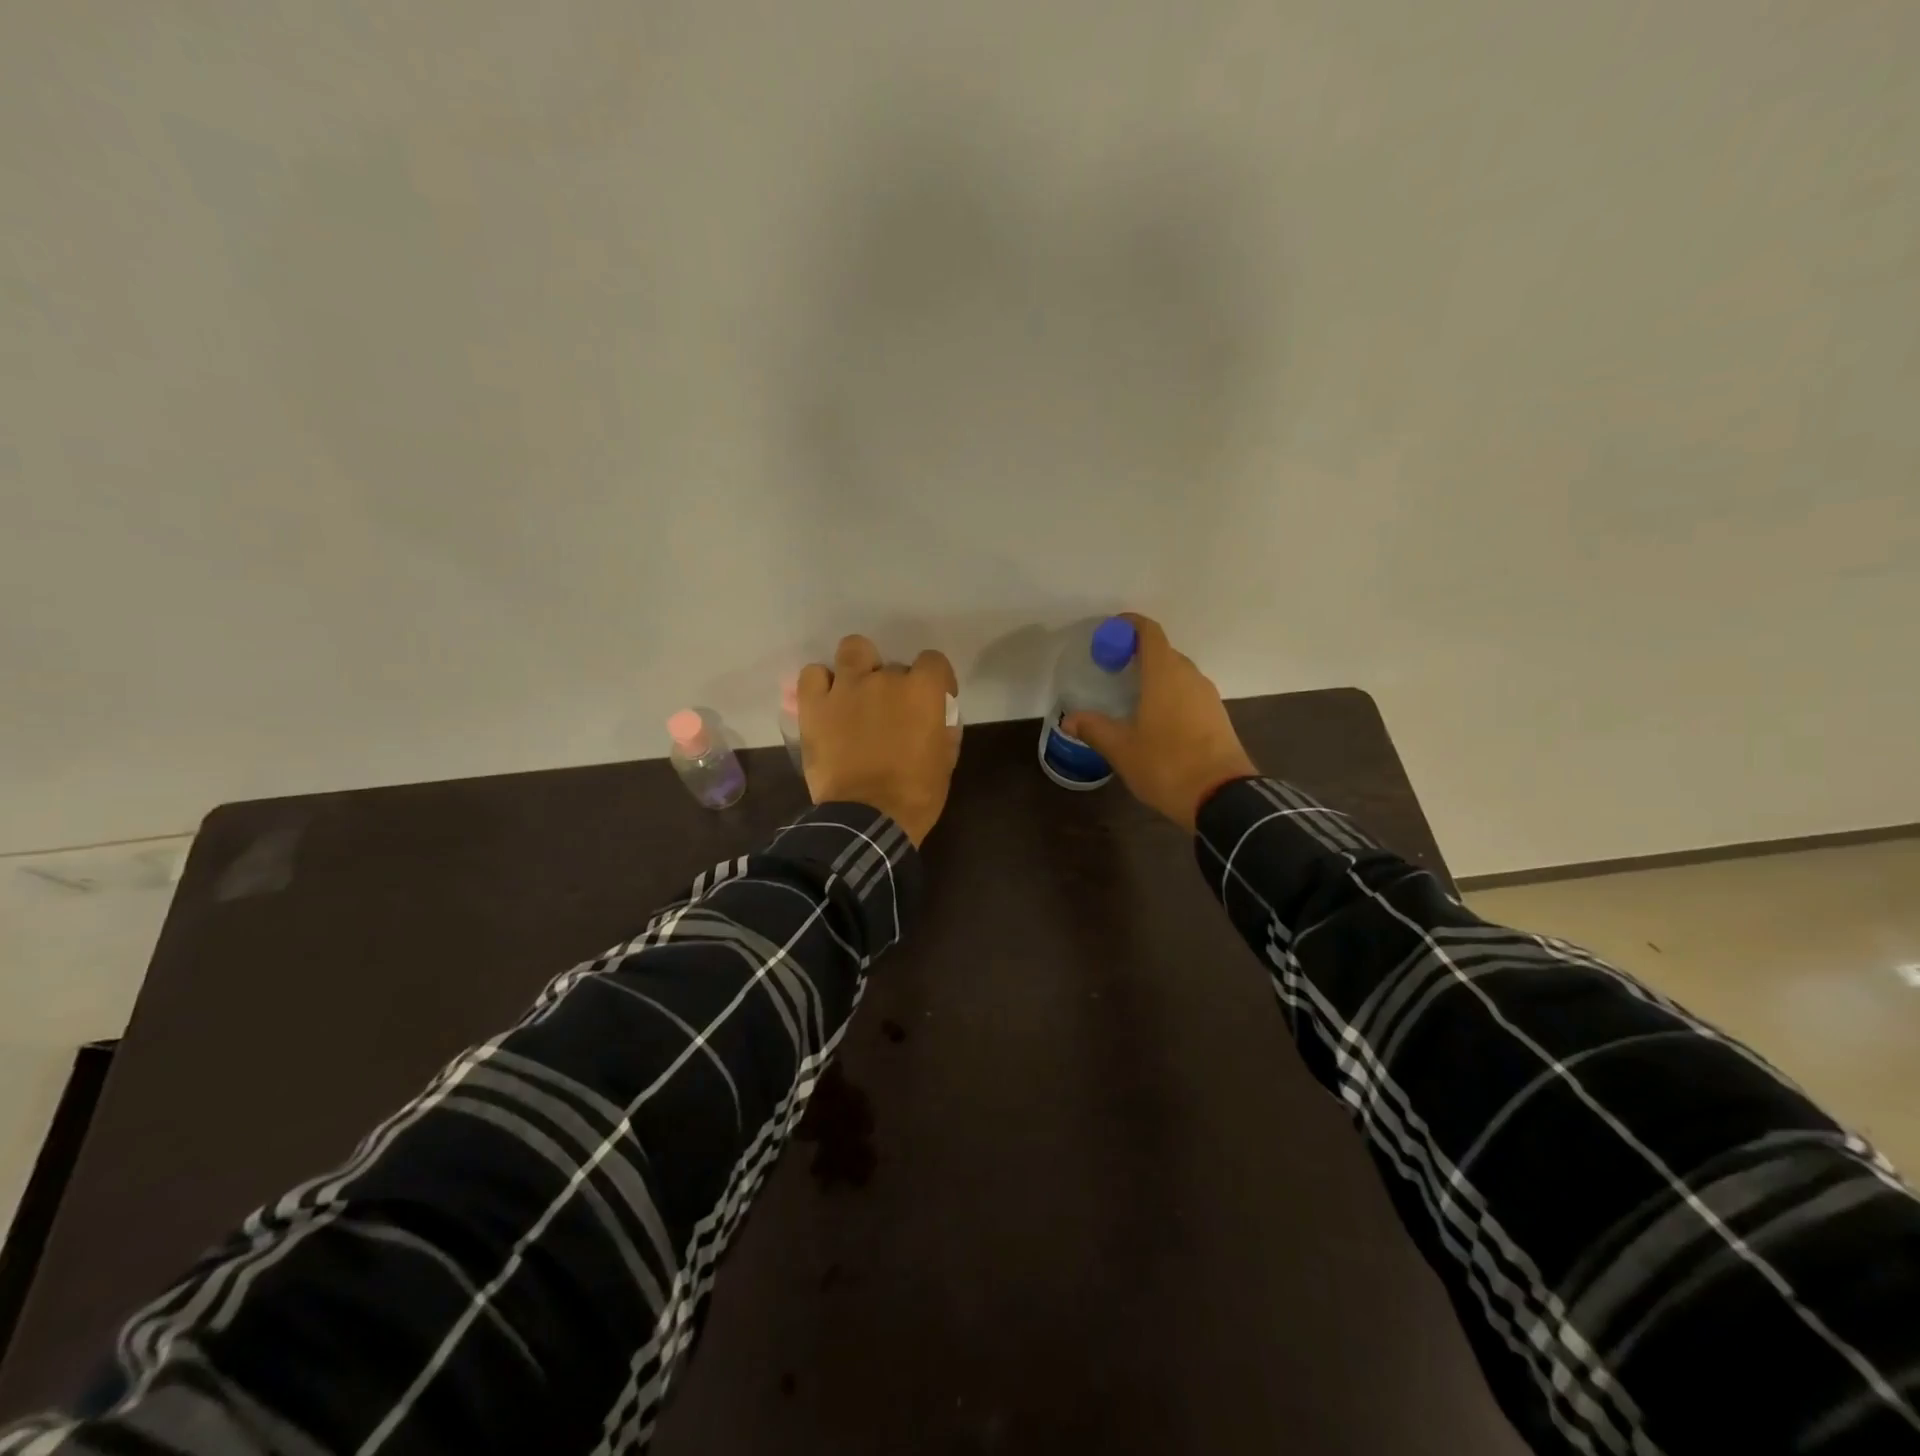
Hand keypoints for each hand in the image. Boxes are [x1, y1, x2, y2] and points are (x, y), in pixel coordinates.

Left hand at [799, 635, 960, 845]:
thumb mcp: (945, 762)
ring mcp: (846, 688)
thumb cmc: (916, 794)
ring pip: (853, 649)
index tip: (935, 699)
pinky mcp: (815, 706)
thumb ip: (943, 730)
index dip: (937, 679)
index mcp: (922, 692)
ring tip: (857, 692)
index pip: (934, 661)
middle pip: (894, 665)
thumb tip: (937, 720)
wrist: (867, 818)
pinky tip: (828, 702)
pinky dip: (821, 684)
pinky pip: (812, 675)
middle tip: (892, 712)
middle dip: (896, 685)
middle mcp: (885, 679)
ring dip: (859, 666)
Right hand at [1062, 614, 1255, 831]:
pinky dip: (1171, 696)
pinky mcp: (1218, 717)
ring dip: (1156, 677)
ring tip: (1131, 697)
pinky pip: (1189, 694)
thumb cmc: (1166, 764)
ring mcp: (1208, 697)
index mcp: (1165, 674)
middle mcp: (1190, 676)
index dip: (1129, 626)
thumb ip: (1095, 729)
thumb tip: (1069, 719)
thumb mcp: (1122, 749)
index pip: (1149, 632)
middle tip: (1112, 671)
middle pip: (1163, 652)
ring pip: (1178, 675)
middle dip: (1138, 655)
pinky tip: (1155, 720)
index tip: (1109, 632)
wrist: (1222, 797)